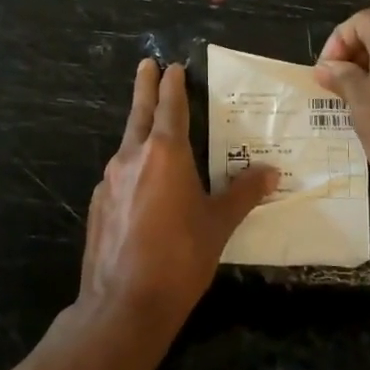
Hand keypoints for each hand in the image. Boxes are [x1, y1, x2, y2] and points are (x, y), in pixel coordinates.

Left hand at [78, 59, 278, 341]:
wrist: (123, 304)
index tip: (172, 66)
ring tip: (153, 128)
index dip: (173, 85)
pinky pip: (120, 175)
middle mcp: (132, 157)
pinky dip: (133, 167)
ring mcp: (110, 181)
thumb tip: (271, 172)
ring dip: (140, 129)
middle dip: (145, 88)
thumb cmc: (180, 258)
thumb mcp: (218, 224)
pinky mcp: (98, 204)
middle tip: (146, 65)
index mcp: (165, 154)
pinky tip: (143, 185)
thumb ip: (243, 193)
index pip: (171, 107)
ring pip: (128, 144)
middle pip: (140, 113)